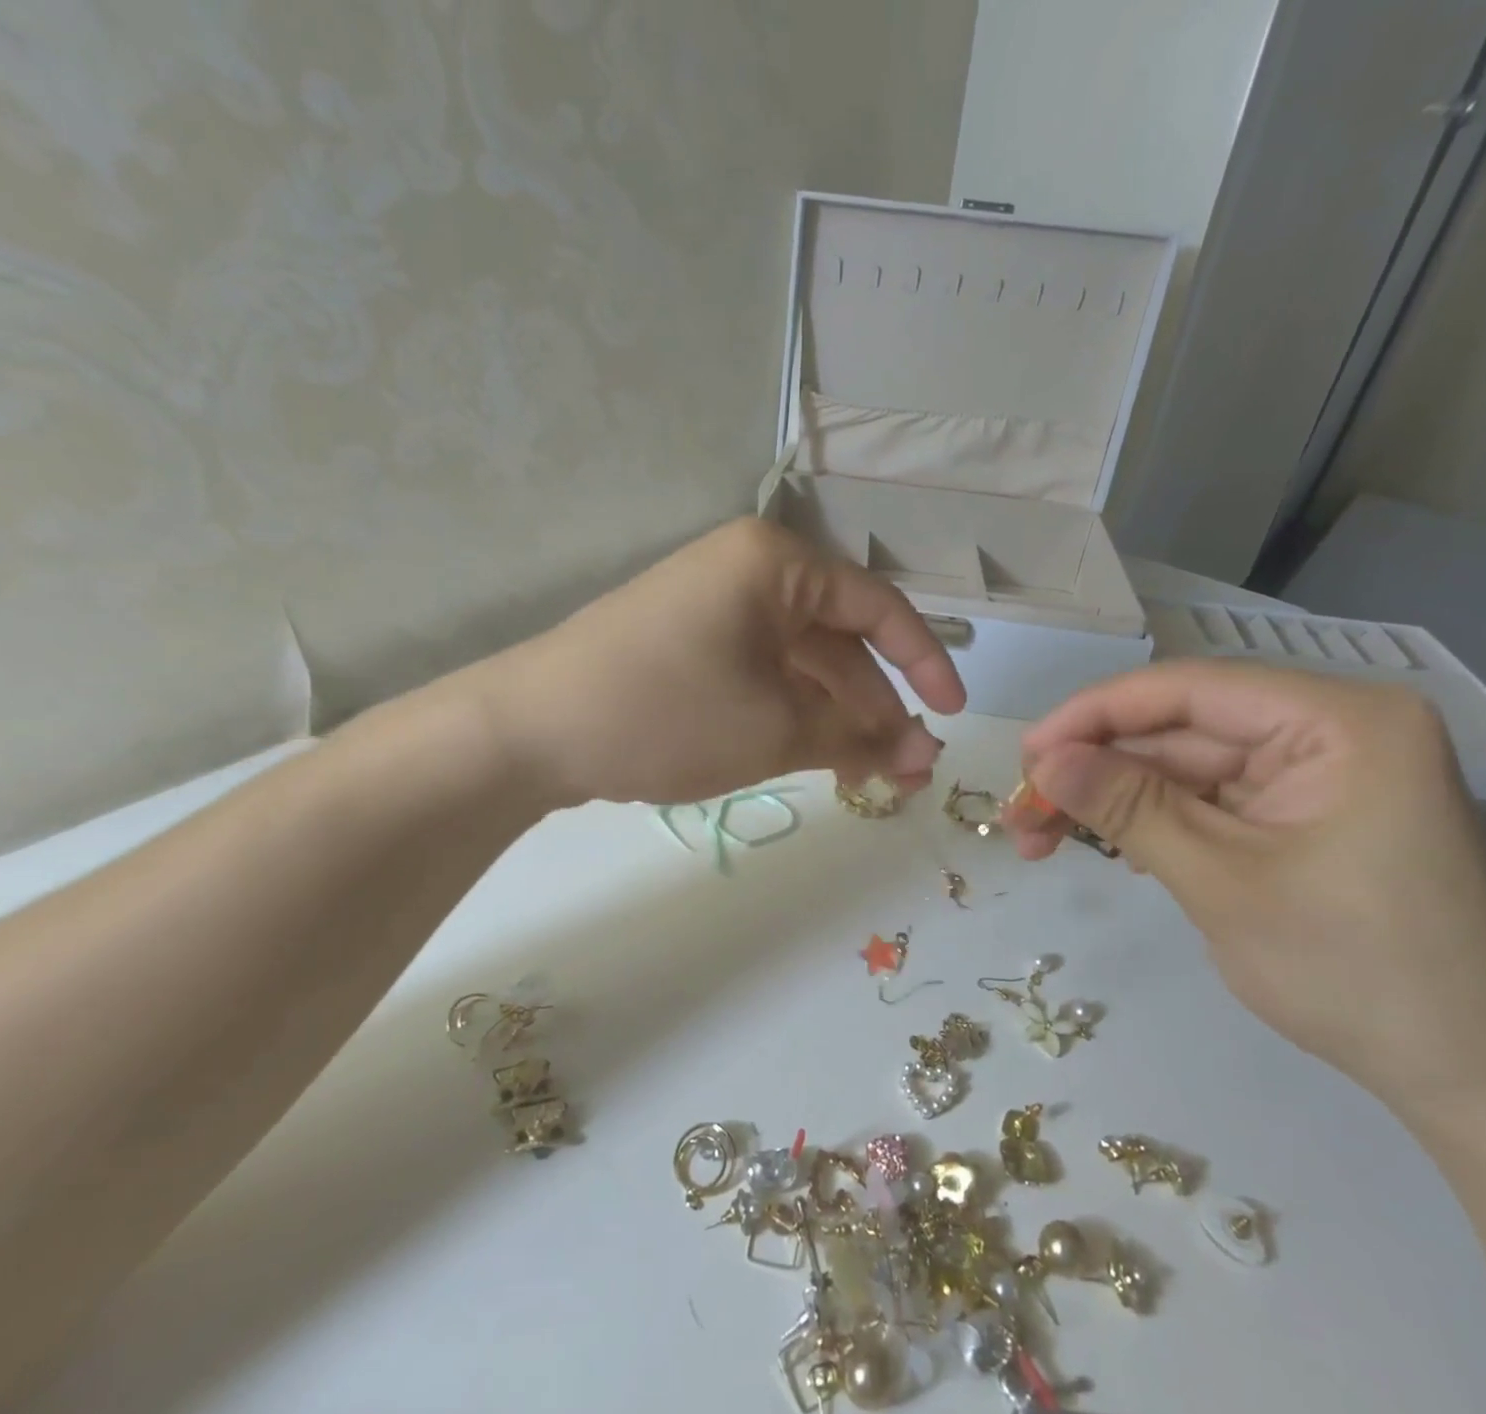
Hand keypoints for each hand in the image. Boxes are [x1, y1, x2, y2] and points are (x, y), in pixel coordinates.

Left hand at [470, 518, 965, 808]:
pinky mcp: (691, 650)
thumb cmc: (667, 712)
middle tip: (911, 771)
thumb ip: (856, 740)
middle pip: (839, 642)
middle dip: (878, 708)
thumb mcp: (773, 729)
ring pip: (801, 667)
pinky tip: (822, 760)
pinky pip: (764, 679)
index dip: (924, 662)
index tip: (954, 716)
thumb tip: (920, 756)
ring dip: (839, 720)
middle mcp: (750, 575)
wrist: (531, 732)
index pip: (876, 607)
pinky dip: (796, 717)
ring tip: (874, 778)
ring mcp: (716, 613)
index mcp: (776, 564)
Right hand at [1006, 662, 1485, 1113]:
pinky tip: (1098, 845)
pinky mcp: (1296, 815)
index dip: (1093, 715)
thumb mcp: (1222, 882)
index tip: (1025, 755)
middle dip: (1093, 770)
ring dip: (1109, 801)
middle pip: (1178, 730)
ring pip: (1180, 768)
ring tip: (1037, 838)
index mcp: (1339, 721)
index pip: (1187, 690)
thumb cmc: (1356, 972)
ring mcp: (1312, 775)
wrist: (1470, 1079)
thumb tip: (1043, 761)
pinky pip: (1203, 801)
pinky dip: (1148, 822)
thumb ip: (1128, 807)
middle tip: (1021, 813)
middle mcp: (1327, 730)